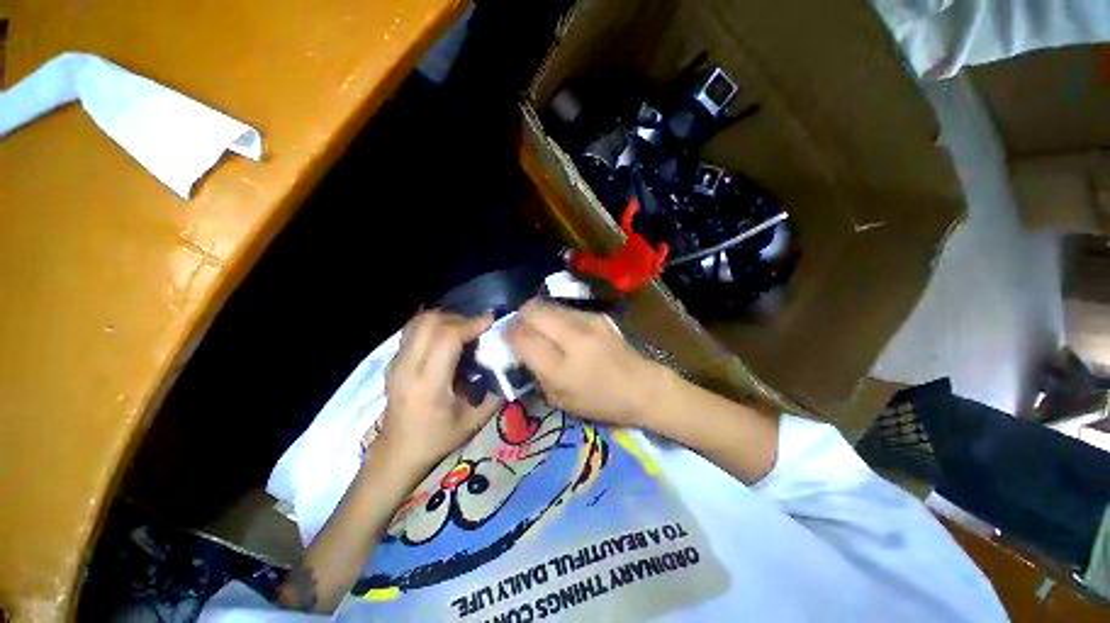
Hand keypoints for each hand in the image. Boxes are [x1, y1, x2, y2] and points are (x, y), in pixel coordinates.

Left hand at [377, 311, 502, 472]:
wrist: (398, 452)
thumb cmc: (438, 439)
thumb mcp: (475, 421)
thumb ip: (495, 391)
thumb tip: (509, 365)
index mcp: (429, 384)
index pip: (447, 337)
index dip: (471, 324)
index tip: (491, 321)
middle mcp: (407, 367)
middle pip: (431, 322)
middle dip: (459, 318)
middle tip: (477, 329)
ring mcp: (396, 361)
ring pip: (419, 321)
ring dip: (445, 319)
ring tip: (463, 332)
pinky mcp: (393, 360)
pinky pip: (414, 329)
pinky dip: (434, 325)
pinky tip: (447, 339)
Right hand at [506, 299, 664, 426]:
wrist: (642, 387)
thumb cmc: (601, 402)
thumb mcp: (560, 400)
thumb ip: (535, 373)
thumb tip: (520, 349)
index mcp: (561, 367)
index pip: (522, 337)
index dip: (508, 335)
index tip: (506, 339)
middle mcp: (573, 337)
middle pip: (532, 310)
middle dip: (520, 318)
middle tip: (522, 331)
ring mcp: (588, 321)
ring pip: (548, 305)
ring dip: (538, 316)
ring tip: (543, 331)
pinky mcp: (597, 315)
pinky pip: (565, 309)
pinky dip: (556, 317)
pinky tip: (564, 332)